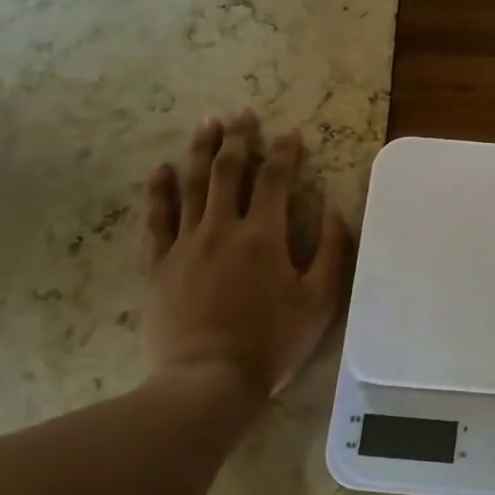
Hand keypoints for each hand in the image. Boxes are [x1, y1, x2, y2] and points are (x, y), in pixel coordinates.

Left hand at [143, 110, 350, 401]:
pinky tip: (160, 170)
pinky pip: (157, 220)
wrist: (207, 381)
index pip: (275, 179)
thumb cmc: (271, 341)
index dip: (284, 152)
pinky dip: (158, 192)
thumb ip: (333, 253)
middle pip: (228, 171)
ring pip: (191, 185)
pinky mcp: (159, 265)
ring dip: (200, 151)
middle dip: (238, 138)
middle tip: (242, 113)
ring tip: (206, 124)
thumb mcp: (319, 301)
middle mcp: (222, 229)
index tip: (291, 133)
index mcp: (264, 235)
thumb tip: (338, 212)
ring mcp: (186, 245)